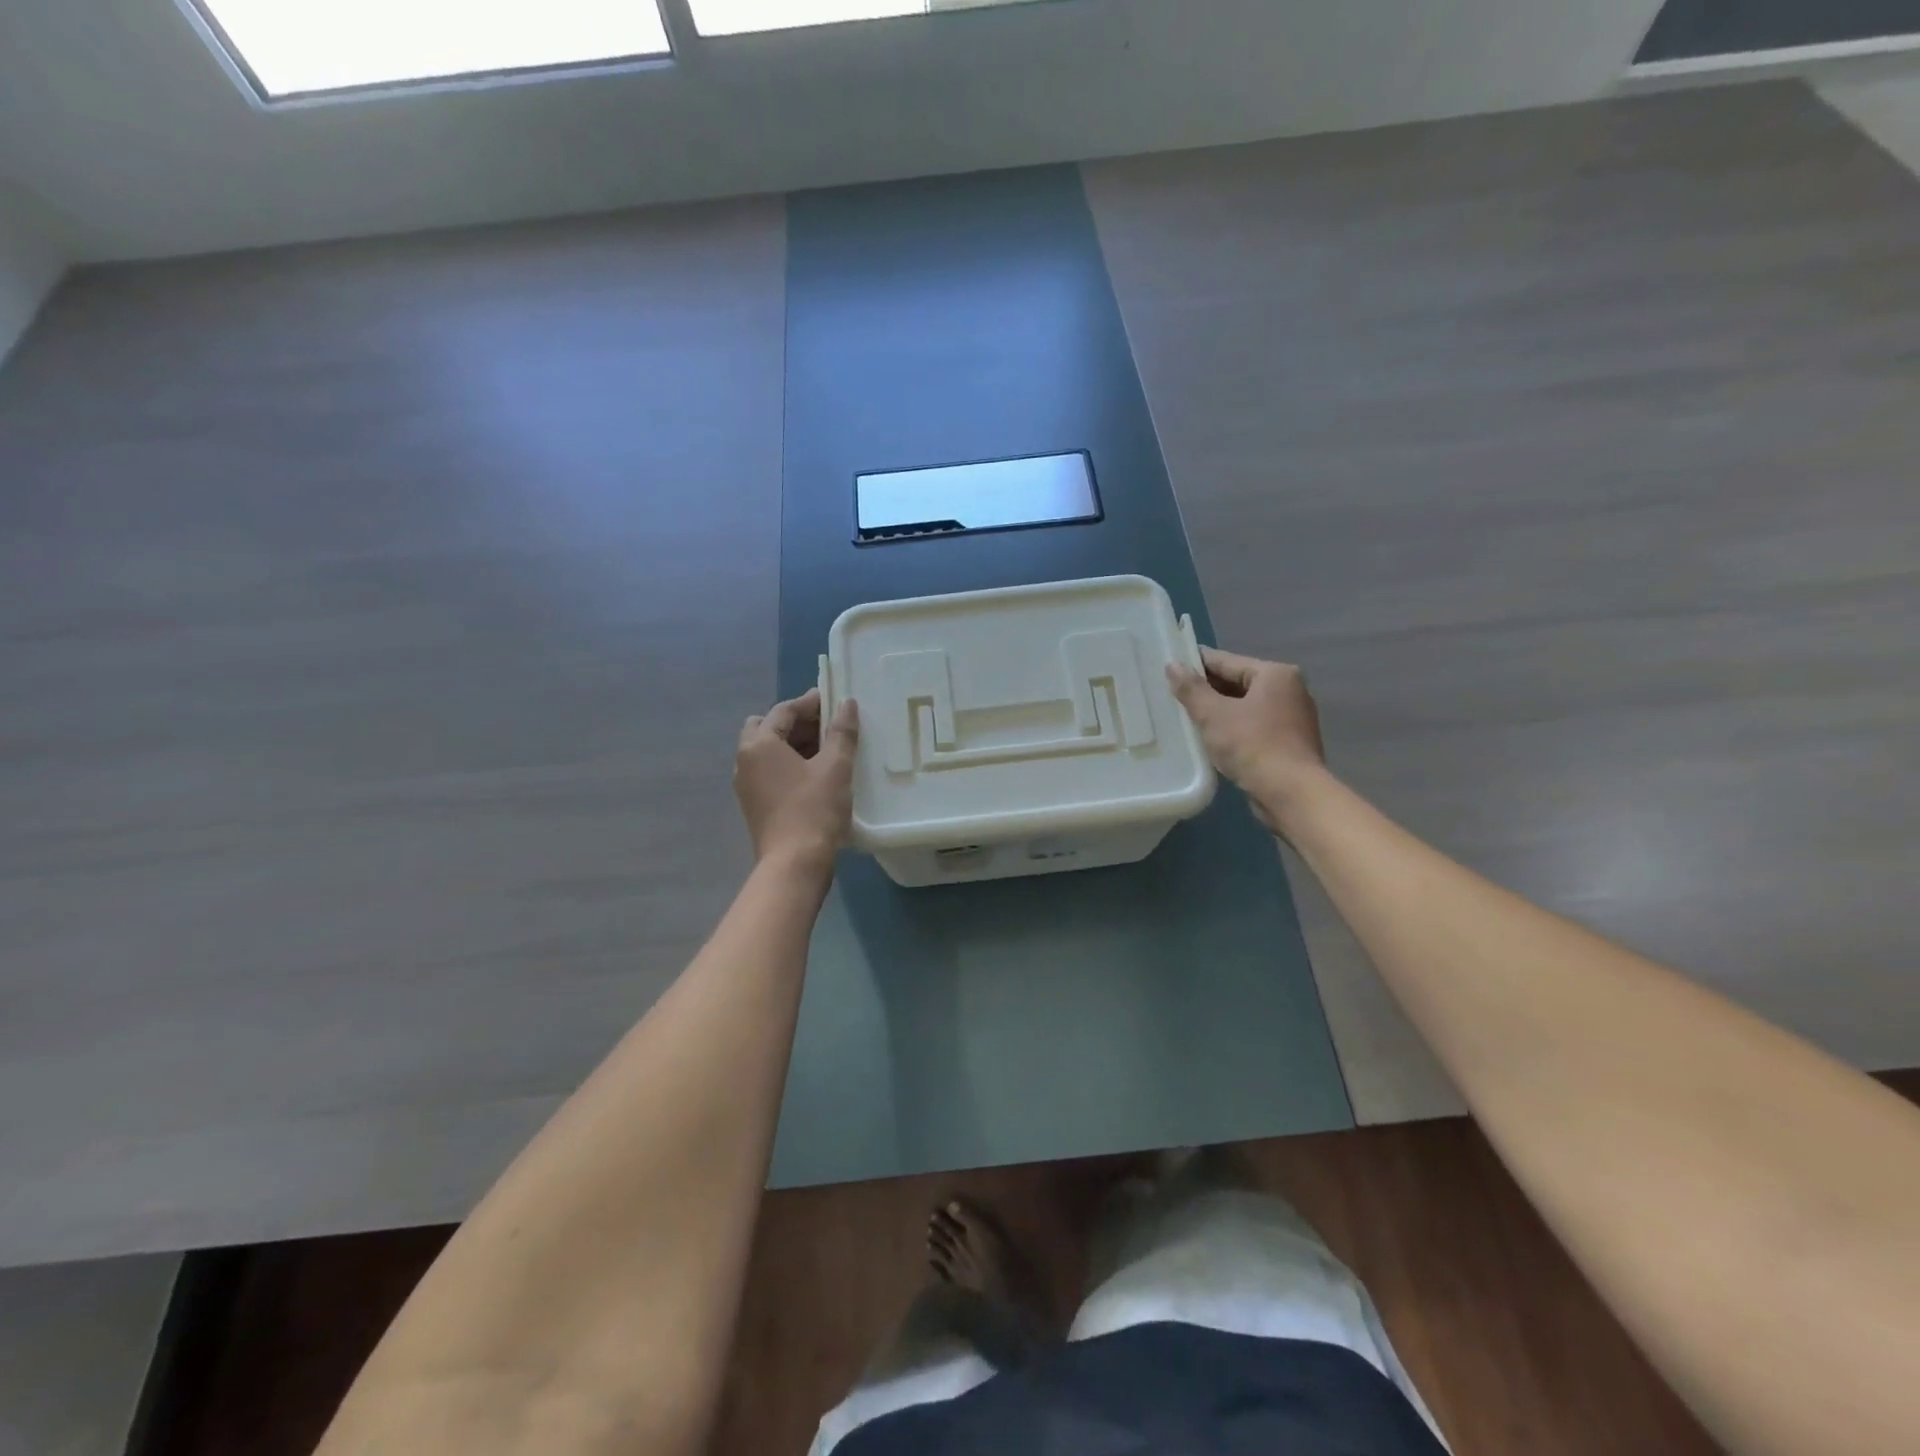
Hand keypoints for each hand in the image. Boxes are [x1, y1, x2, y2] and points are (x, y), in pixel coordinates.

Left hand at [734, 689, 859, 879]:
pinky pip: (769, 772)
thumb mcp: (835, 766)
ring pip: (767, 752)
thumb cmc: (814, 809)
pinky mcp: (754, 805)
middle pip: (768, 728)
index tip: (833, 700)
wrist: (794, 863)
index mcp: (759, 744)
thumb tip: (847, 704)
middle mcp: (744, 760)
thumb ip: (841, 732)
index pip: (783, 711)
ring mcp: (746, 785)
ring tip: (826, 749)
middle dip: (796, 723)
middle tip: (828, 725)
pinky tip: (815, 774)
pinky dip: (789, 765)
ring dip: (793, 744)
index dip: (810, 703)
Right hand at [1167, 649, 1325, 834]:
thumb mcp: (1213, 715)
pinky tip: (1211, 738)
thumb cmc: (1252, 746)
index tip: (1170, 666)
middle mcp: (1289, 690)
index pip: (1226, 661)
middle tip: (1173, 694)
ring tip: (1186, 717)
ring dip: (1218, 711)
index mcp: (1275, 674)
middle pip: (1238, 682)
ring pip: (1245, 706)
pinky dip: (1233, 728)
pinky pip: (1253, 726)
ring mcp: (1293, 717)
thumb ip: (1191, 689)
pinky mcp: (1289, 742)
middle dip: (1207, 690)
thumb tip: (1172, 665)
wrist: (1291, 794)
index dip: (1196, 663)